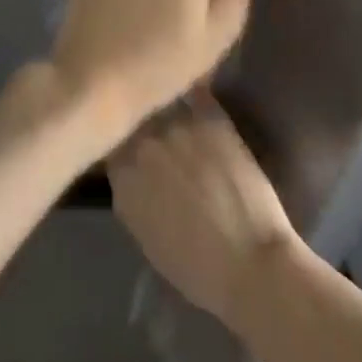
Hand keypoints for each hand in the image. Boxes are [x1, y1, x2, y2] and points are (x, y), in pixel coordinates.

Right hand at [108, 94, 303, 327]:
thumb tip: (128, 169)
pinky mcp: (211, 116)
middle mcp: (143, 141)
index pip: (109, 141)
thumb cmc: (197, 268)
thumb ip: (129, 193)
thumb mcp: (145, 235)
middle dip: (140, 120)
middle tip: (152, 127)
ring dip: (164, 103)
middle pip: (135, 117)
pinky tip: (196, 96)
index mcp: (122, 175)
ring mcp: (177, 124)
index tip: (127, 144)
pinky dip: (193, 94)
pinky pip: (194, 93)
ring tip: (171, 106)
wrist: (251, 263)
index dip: (119, 141)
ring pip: (161, 100)